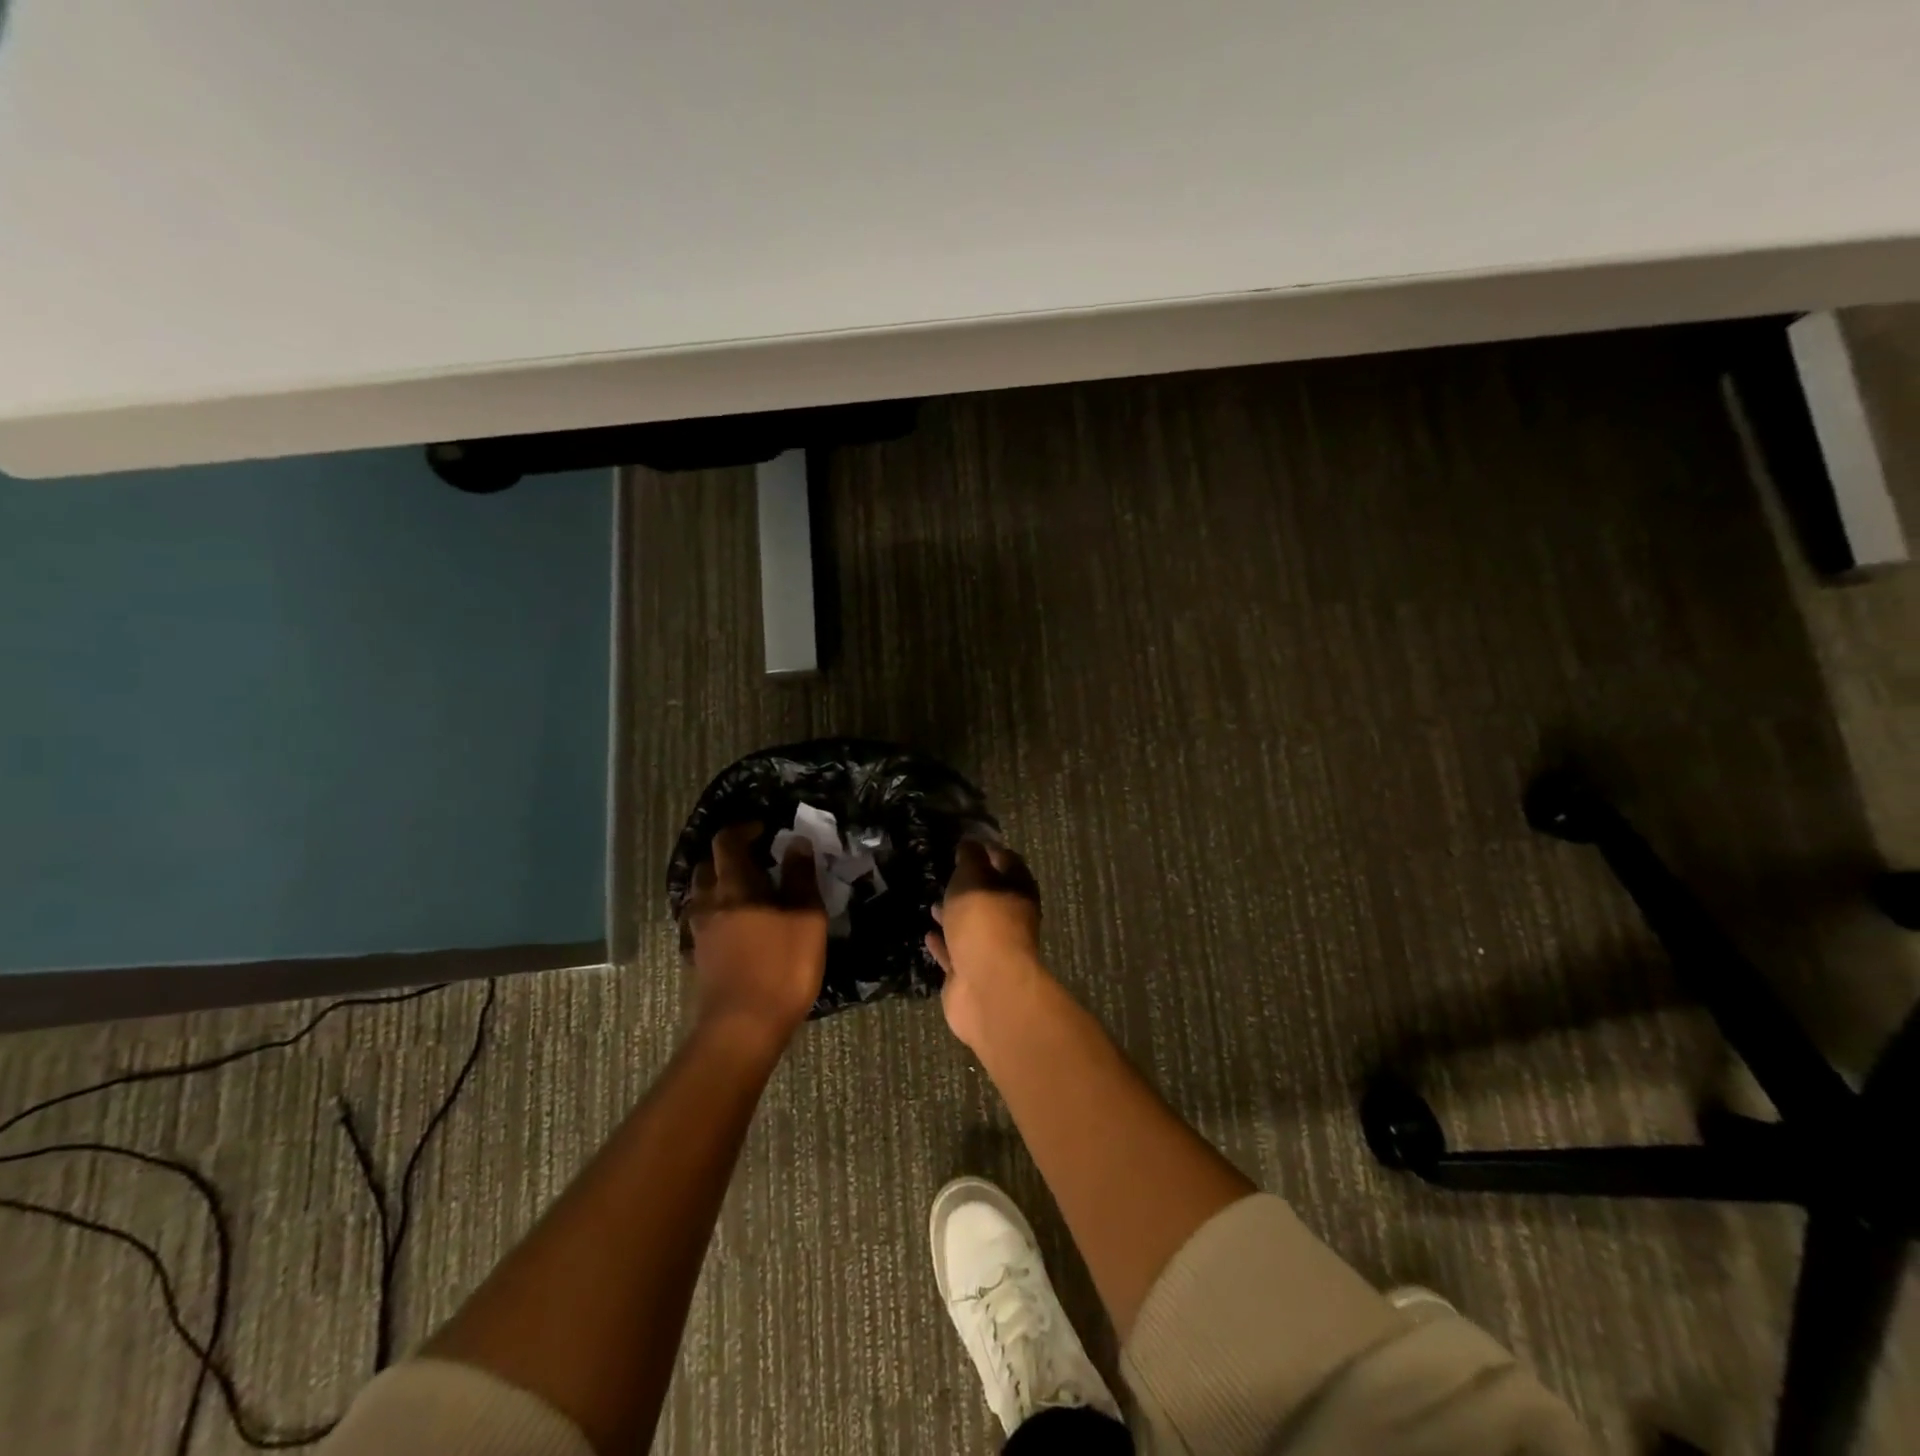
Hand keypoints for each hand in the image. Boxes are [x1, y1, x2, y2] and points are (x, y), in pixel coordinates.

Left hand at [684, 821, 826, 1045]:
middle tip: (757, 861)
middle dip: (729, 857)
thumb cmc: (782, 967)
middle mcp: (709, 903)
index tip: (765, 829)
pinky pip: (702, 921)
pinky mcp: (699, 957)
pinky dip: (717, 913)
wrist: (743, 1027)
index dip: (744, 829)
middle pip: (708, 866)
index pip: (727, 842)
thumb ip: (800, 878)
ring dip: (720, 885)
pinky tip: (737, 926)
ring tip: (748, 893)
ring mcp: (699, 932)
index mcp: (735, 887)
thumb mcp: (807, 919)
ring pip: (701, 895)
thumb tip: (796, 843)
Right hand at [926, 839, 1047, 1050]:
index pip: (1006, 861)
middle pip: (989, 896)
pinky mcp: (971, 973)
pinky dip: (943, 943)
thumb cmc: (983, 922)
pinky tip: (927, 934)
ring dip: (954, 915)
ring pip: (971, 926)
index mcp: (1017, 890)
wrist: (987, 986)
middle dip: (969, 887)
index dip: (987, 851)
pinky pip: (955, 952)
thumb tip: (970, 843)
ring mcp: (990, 948)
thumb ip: (970, 858)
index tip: (964, 844)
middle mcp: (1009, 918)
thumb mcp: (973, 877)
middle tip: (945, 875)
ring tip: (932, 903)